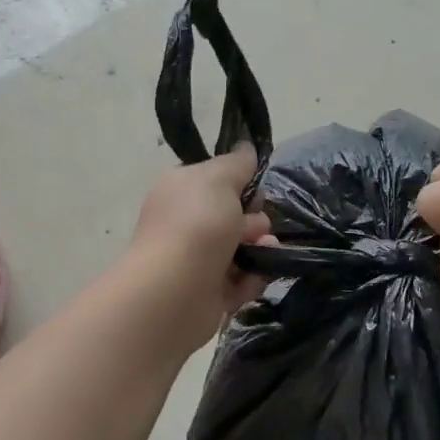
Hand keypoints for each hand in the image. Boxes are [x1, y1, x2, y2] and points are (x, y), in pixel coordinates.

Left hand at [126, 145, 272, 351]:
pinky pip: (241, 280)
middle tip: (255, 229)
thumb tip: (247, 148)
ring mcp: (195, 258)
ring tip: (263, 254)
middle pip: (235, 215)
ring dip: (259, 250)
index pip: (219, 180)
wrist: (176, 290)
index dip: (243, 184)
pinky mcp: (208, 292)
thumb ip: (238, 163)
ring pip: (242, 249)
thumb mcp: (220, 178)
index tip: (255, 192)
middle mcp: (185, 222)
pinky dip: (250, 280)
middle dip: (255, 221)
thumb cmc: (197, 224)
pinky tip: (252, 279)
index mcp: (182, 190)